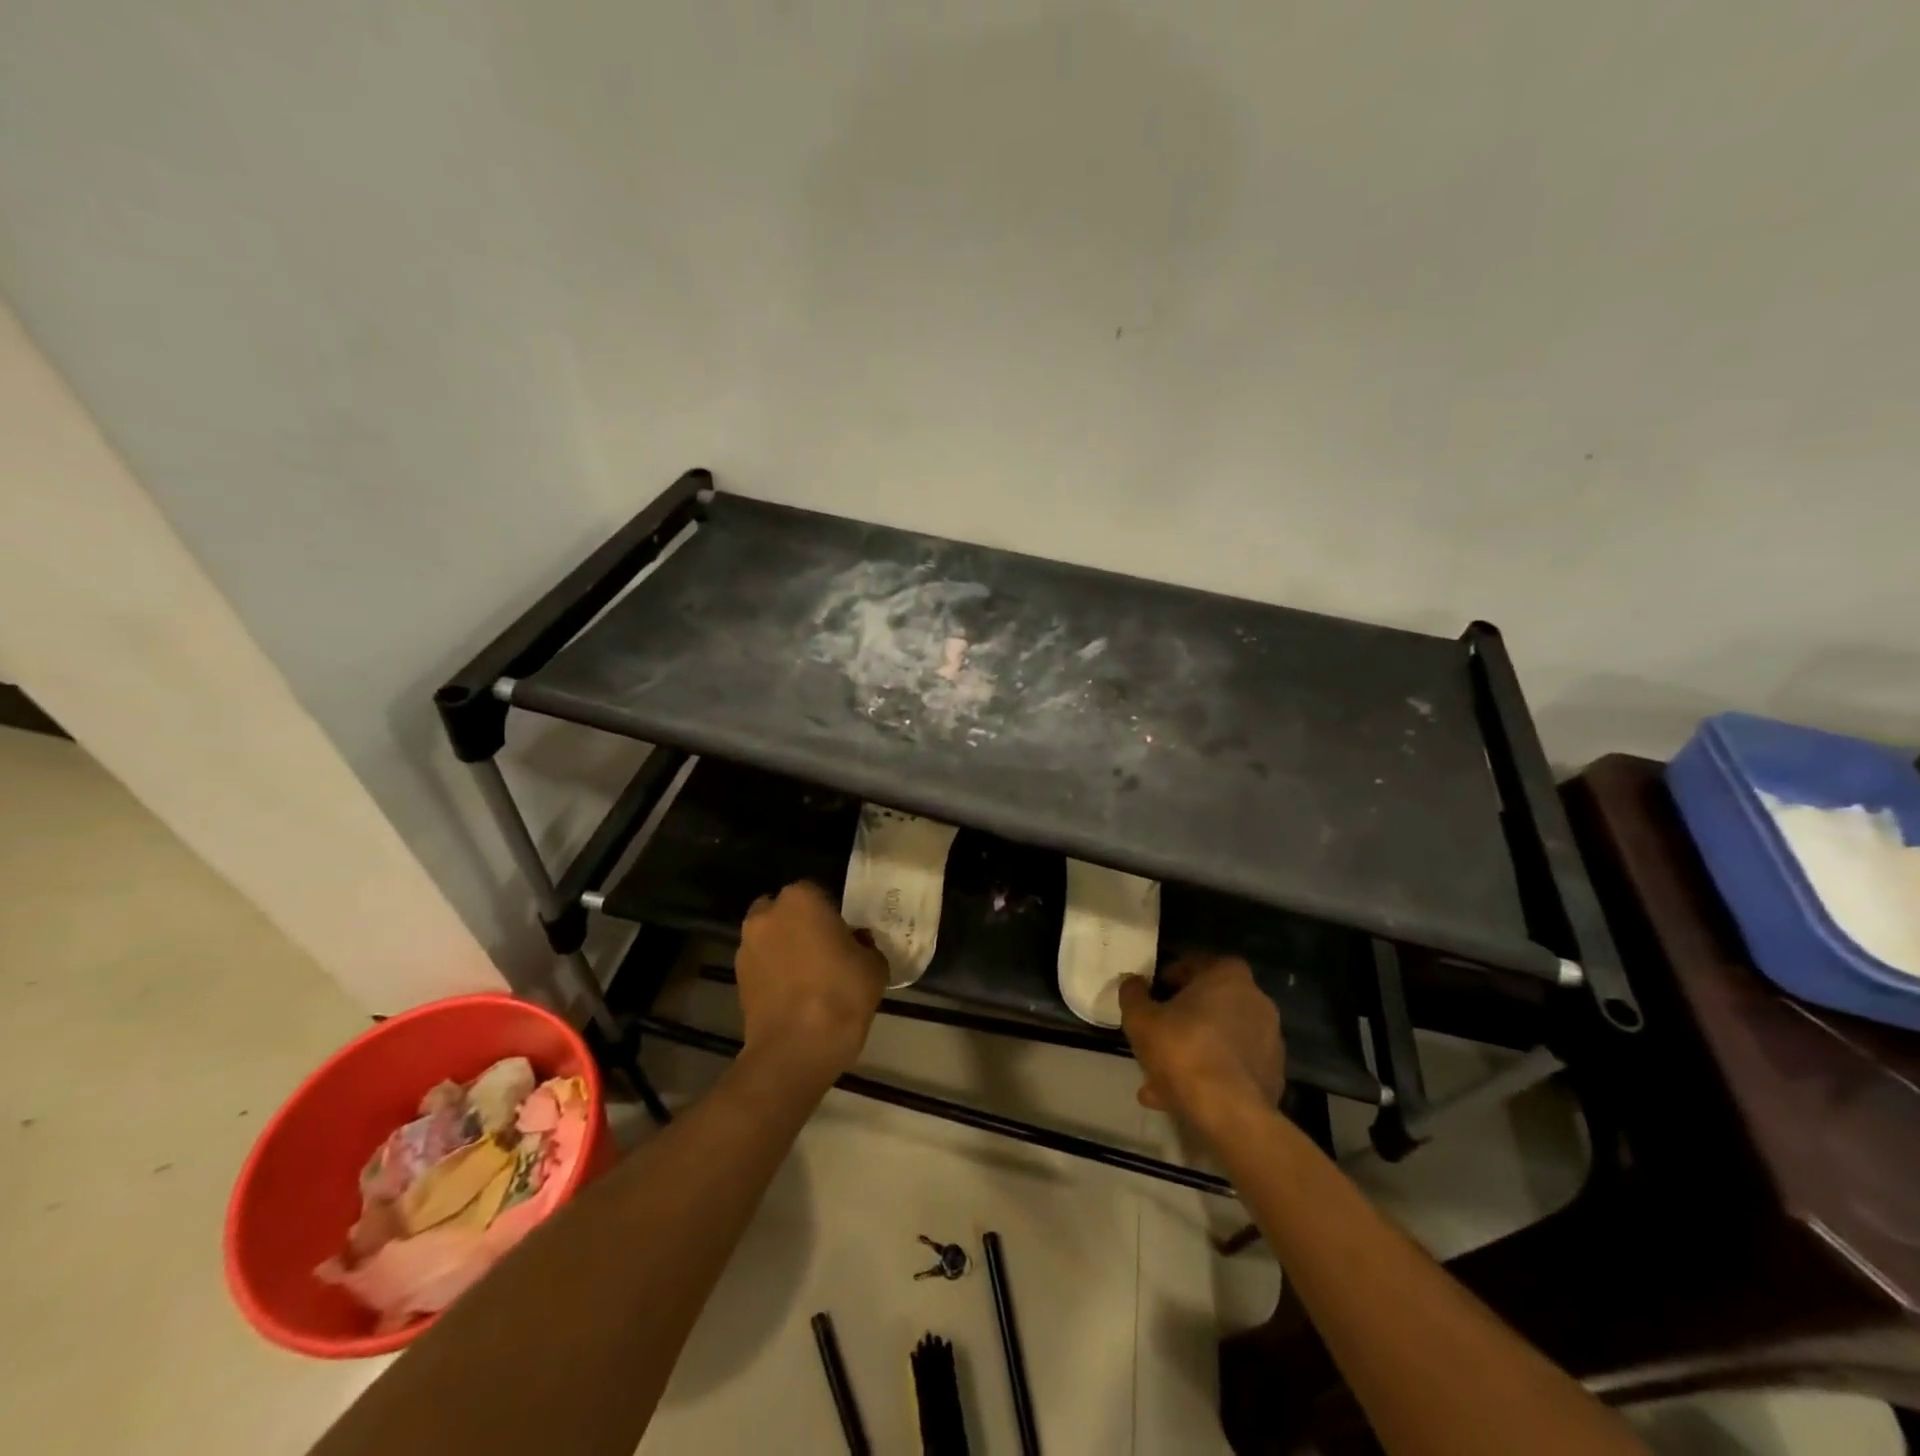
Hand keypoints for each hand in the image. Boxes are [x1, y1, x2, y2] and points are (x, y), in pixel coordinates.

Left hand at [736, 881, 887, 1087]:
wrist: (796, 1048)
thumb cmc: (842, 994)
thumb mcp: (874, 965)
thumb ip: (865, 944)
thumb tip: (856, 942)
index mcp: (802, 899)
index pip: (817, 892)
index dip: (831, 912)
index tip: (844, 934)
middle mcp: (767, 914)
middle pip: (785, 910)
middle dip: (800, 924)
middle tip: (824, 950)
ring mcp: (746, 946)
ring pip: (770, 937)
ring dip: (784, 948)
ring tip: (808, 976)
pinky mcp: (737, 978)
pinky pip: (761, 965)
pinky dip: (773, 973)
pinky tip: (794, 995)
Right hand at [1118, 955, 1283, 1137]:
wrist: (1230, 1113)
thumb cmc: (1183, 1051)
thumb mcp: (1141, 1019)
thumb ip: (1133, 995)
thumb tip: (1133, 982)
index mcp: (1228, 976)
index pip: (1197, 964)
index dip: (1171, 978)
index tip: (1155, 995)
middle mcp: (1256, 1001)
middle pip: (1211, 1003)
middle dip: (1183, 1019)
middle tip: (1157, 1035)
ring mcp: (1268, 1040)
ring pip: (1219, 1039)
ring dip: (1193, 1051)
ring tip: (1159, 1077)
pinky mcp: (1271, 1075)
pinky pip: (1232, 1066)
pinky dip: (1209, 1074)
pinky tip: (1180, 1096)